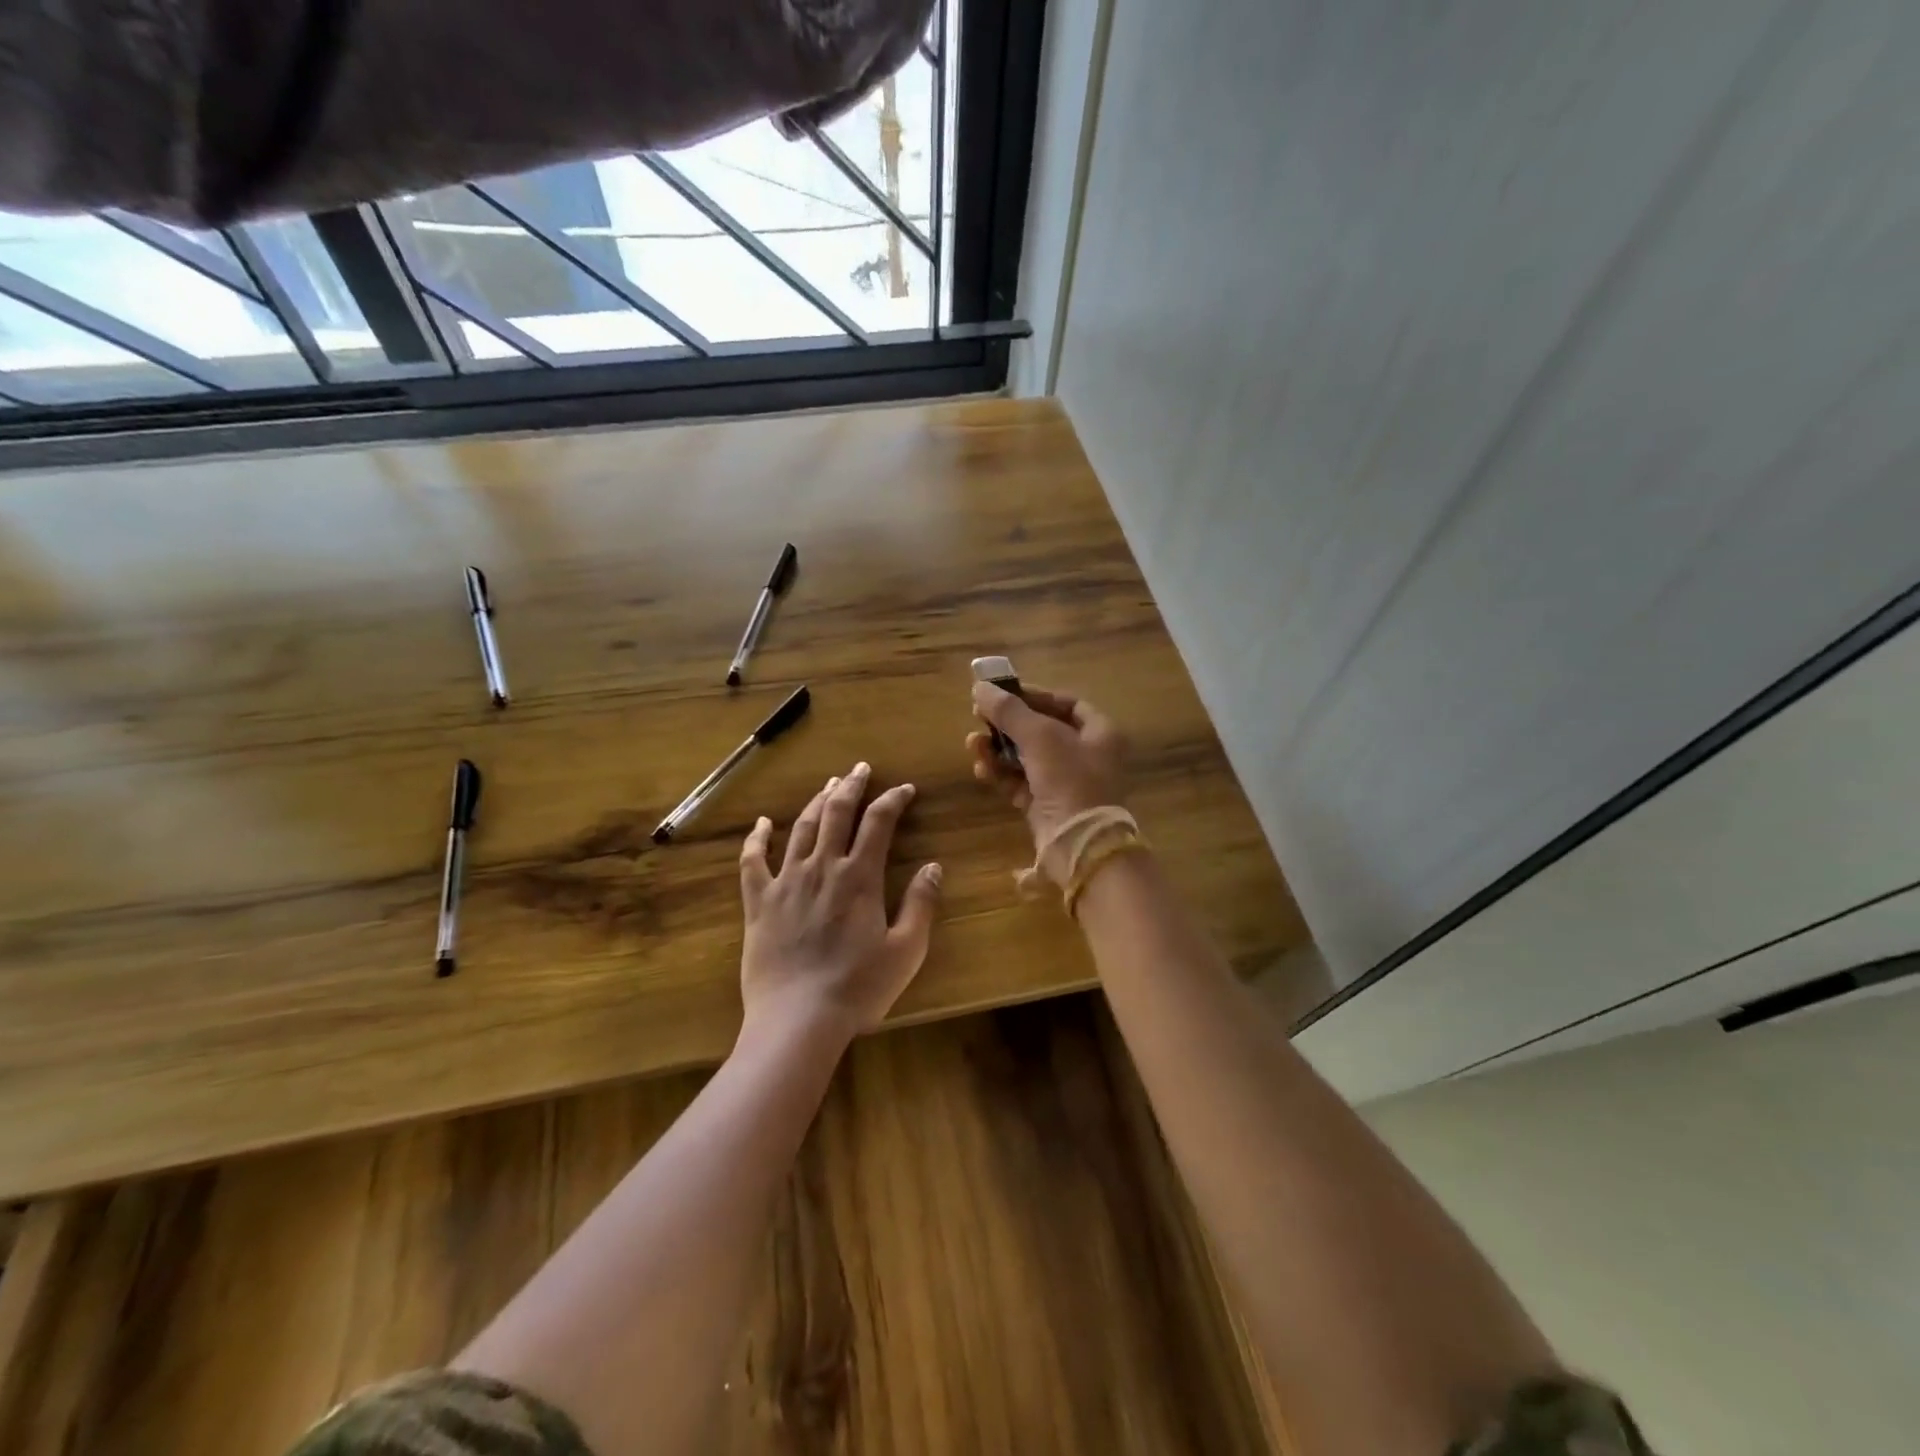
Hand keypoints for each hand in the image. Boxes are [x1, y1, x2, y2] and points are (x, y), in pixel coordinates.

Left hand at [738, 762, 942, 1042]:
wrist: (797, 1020)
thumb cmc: (858, 988)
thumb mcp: (905, 951)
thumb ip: (920, 905)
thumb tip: (933, 867)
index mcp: (860, 877)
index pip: (879, 822)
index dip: (893, 800)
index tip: (905, 790)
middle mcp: (822, 868)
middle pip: (837, 813)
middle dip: (852, 786)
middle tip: (860, 770)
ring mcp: (786, 881)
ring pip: (801, 828)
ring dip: (816, 802)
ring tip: (827, 785)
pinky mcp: (758, 902)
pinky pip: (753, 861)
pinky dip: (757, 838)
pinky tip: (762, 823)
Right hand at [968, 683, 1128, 881]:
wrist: (1079, 846)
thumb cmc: (1069, 780)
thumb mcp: (1040, 737)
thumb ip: (1009, 711)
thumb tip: (980, 686)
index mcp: (1100, 733)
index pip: (1067, 704)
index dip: (1035, 696)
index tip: (1004, 693)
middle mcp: (1086, 756)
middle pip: (1042, 730)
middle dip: (1008, 725)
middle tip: (979, 717)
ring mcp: (1066, 784)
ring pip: (1027, 758)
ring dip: (998, 749)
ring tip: (972, 744)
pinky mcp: (1047, 807)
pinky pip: (1020, 783)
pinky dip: (1001, 774)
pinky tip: (981, 768)